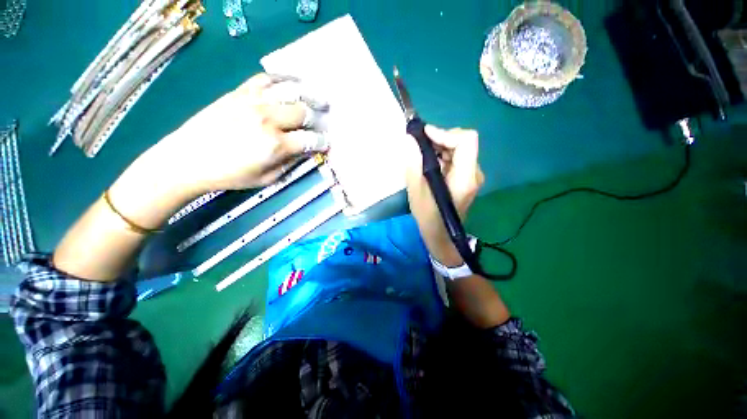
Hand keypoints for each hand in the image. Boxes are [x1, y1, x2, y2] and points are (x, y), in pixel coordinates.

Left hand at [153, 73, 328, 193]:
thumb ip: (290, 164)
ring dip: (308, 94)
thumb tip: (305, 151)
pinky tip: (292, 82)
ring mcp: (252, 102)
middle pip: (303, 112)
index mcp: (275, 145)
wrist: (188, 159)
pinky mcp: (239, 93)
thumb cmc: (230, 175)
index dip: (322, 142)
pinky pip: (265, 79)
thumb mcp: (267, 179)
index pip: (310, 140)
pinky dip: (282, 78)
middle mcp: (267, 120)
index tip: (326, 143)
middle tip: (324, 120)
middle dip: (318, 117)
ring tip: (318, 98)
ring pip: (289, 90)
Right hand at [405, 126, 483, 266]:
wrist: (442, 237)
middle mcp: (474, 173)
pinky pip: (456, 159)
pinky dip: (442, 156)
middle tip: (419, 145)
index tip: (424, 135)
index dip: (445, 133)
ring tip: (421, 154)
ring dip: (440, 147)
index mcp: (465, 178)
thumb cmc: (429, 218)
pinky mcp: (466, 180)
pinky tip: (428, 163)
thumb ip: (413, 165)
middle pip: (463, 142)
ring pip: (459, 149)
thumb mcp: (417, 192)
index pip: (466, 140)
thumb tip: (409, 139)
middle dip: (440, 139)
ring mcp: (472, 177)